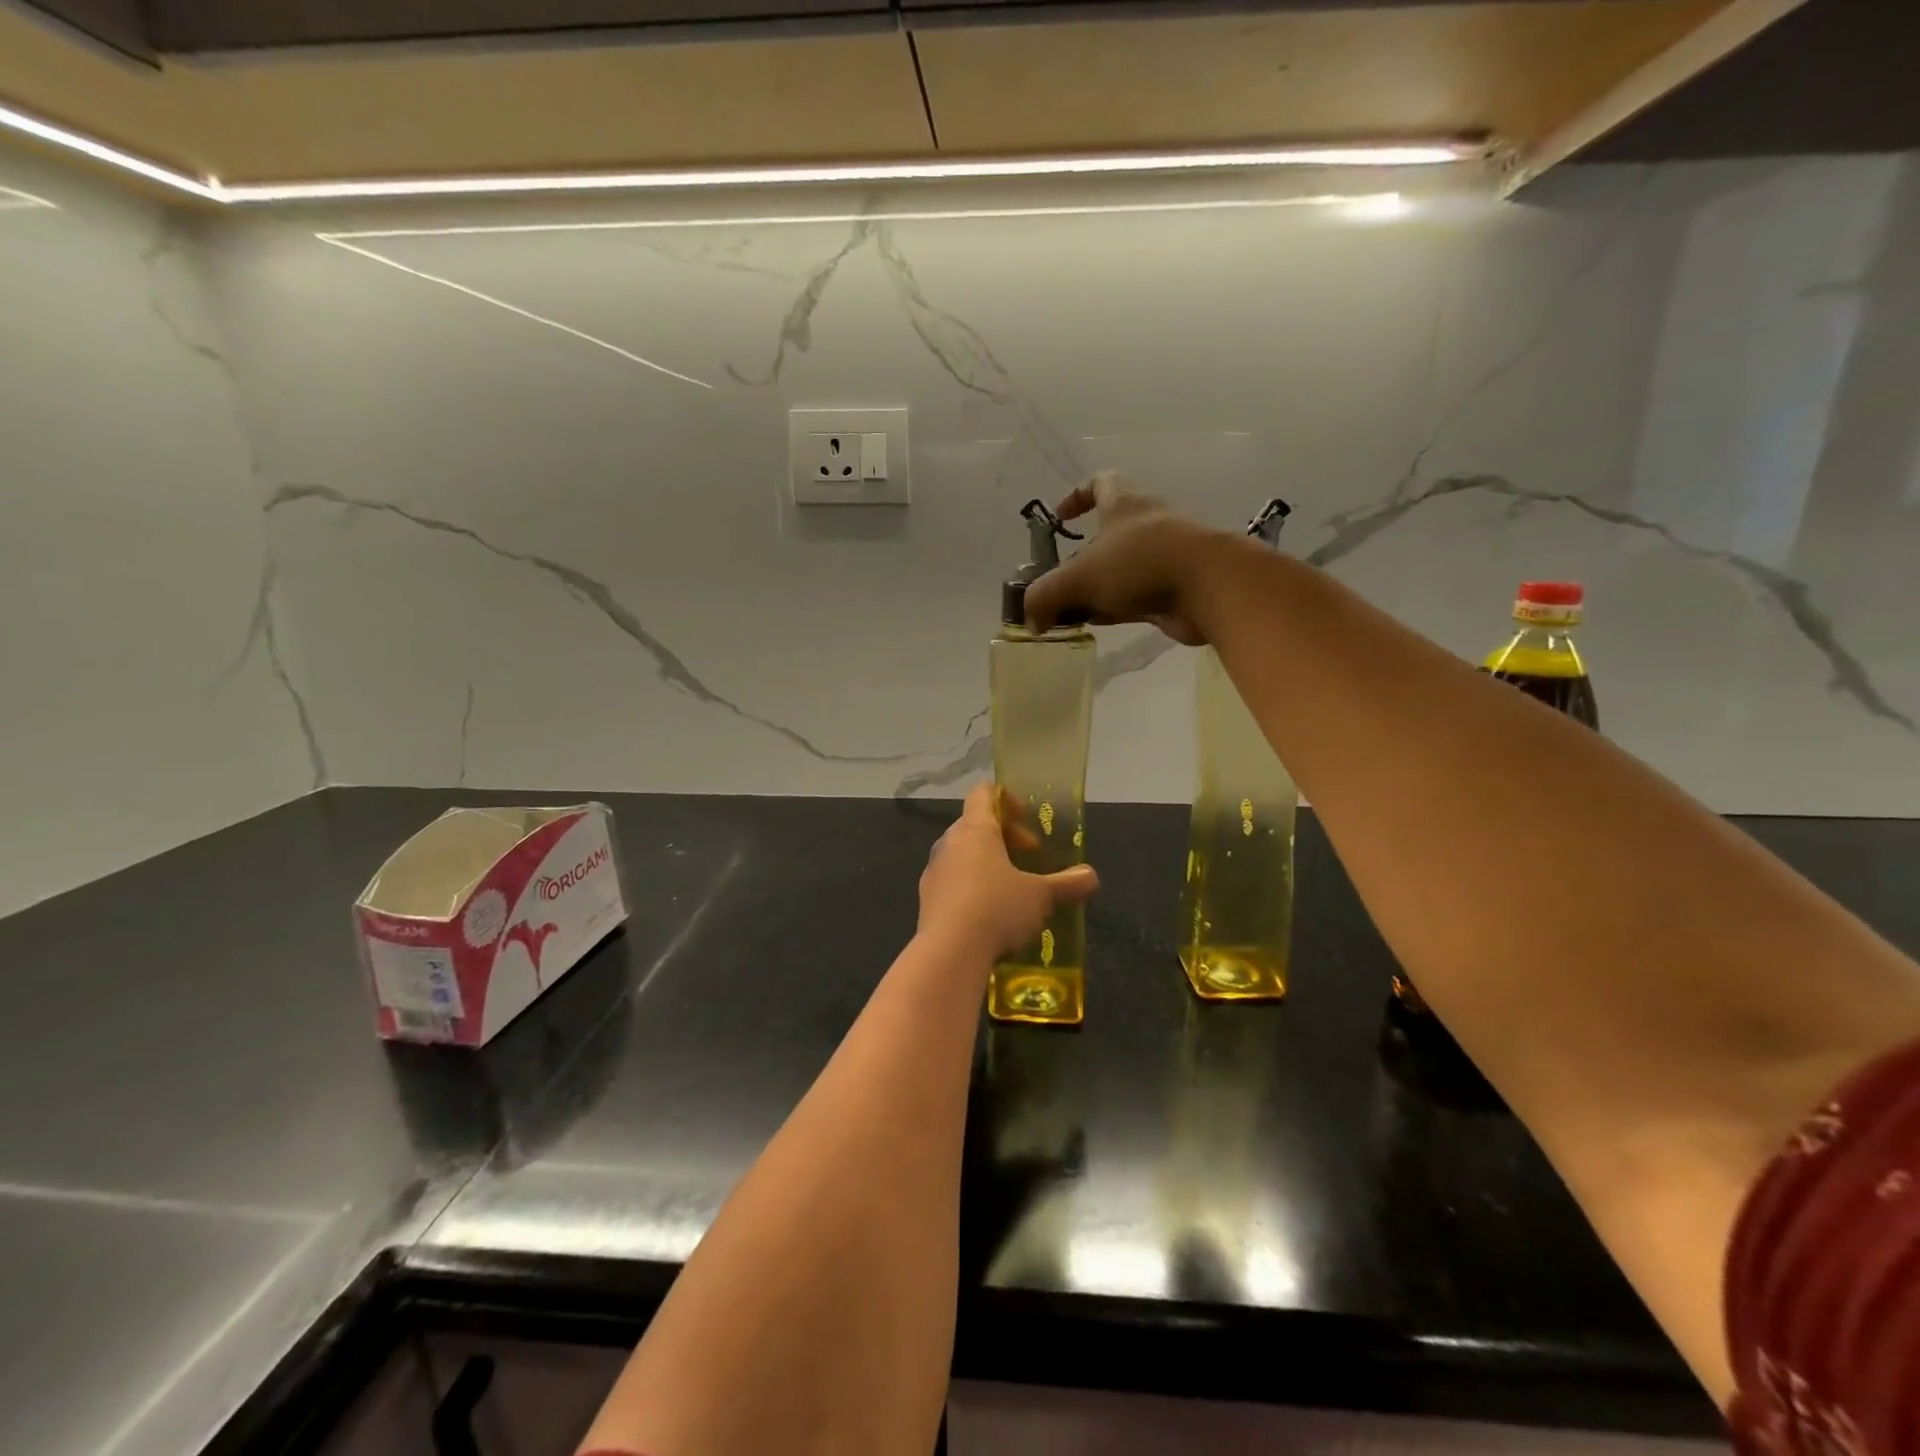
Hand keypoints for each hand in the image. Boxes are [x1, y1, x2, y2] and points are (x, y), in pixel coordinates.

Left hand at [918, 784, 1099, 959]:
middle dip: (1004, 838)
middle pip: (975, 825)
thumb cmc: (997, 909)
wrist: (948, 954)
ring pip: (962, 855)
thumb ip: (1067, 884)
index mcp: (975, 829)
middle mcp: (949, 843)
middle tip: (1030, 859)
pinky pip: (952, 883)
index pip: (983, 793)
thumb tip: (1091, 876)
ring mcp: (933, 872)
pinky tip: (991, 916)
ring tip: (1013, 890)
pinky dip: (972, 889)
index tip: (1027, 819)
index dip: (1007, 800)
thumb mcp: (1040, 896)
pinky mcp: (926, 901)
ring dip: (987, 865)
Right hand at [1022, 471, 1222, 645]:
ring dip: (1098, 586)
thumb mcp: (1078, 577)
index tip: (1060, 518)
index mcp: (1124, 504)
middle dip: (1082, 556)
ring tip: (1072, 610)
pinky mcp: (1175, 588)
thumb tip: (1032, 621)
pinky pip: (1136, 595)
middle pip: (1109, 533)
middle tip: (1059, 581)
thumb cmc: (1140, 564)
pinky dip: (1116, 607)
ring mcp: (1164, 557)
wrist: (1210, 586)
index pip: (1100, 483)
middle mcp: (1146, 524)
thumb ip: (1046, 596)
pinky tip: (1099, 624)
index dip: (1077, 495)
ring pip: (1122, 568)